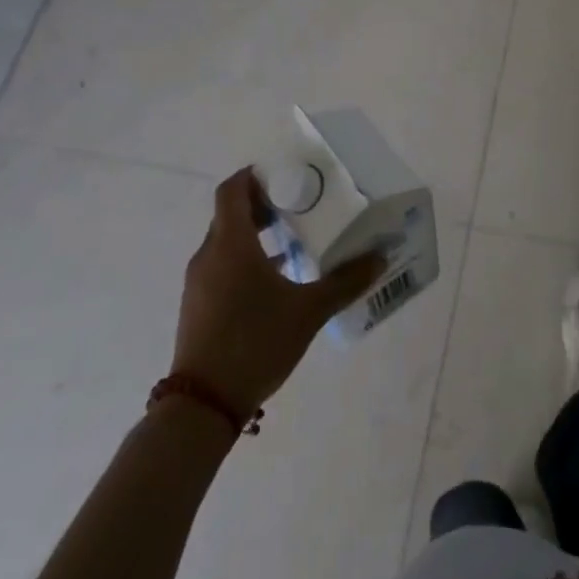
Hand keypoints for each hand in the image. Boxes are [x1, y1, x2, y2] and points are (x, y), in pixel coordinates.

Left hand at [171, 167, 385, 414]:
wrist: (203, 405)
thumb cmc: (255, 342)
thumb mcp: (309, 311)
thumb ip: (345, 282)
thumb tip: (379, 258)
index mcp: (231, 244)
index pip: (232, 190)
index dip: (254, 175)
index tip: (284, 173)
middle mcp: (210, 256)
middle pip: (230, 214)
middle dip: (262, 204)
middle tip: (300, 202)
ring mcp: (200, 283)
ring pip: (226, 242)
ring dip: (255, 234)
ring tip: (295, 238)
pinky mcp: (199, 306)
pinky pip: (222, 266)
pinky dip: (246, 259)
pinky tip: (278, 279)